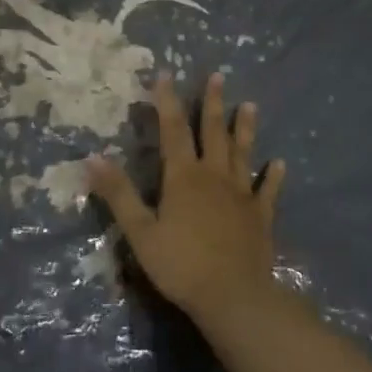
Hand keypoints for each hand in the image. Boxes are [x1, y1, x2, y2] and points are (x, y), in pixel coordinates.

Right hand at [87, 72, 284, 316]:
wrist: (233, 297)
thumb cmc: (181, 265)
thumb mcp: (140, 232)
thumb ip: (118, 194)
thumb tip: (92, 157)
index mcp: (183, 177)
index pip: (173, 130)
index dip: (167, 101)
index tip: (165, 75)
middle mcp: (214, 177)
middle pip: (212, 133)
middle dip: (212, 104)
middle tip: (218, 76)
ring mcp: (241, 195)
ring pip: (242, 154)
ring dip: (244, 129)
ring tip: (249, 105)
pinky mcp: (260, 216)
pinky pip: (267, 191)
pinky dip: (273, 176)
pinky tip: (279, 163)